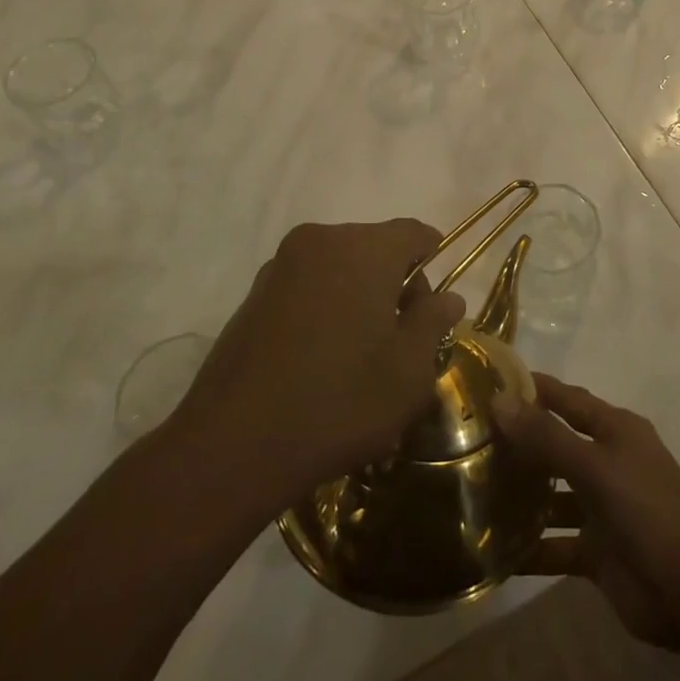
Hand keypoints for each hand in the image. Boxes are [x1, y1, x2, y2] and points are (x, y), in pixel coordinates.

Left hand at [166, 220, 464, 510]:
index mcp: (364, 249)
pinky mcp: (254, 294)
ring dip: (359, 295)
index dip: (433, 260)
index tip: (435, 305)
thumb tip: (448, 298)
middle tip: (402, 337)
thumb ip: (433, 323)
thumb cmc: (338, 403)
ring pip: (340, 266)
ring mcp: (281, 266)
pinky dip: (325, 306)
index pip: (414, 233)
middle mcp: (321, 241)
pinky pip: (308, 285)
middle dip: (395, 282)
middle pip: (376, 247)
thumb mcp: (408, 372)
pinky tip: (321, 358)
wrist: (231, 447)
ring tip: (361, 352)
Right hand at [494, 374, 679, 648]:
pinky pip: (556, 544)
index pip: (568, 399)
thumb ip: (547, 437)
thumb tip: (500, 400)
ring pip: (554, 496)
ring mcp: (603, 508)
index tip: (491, 381)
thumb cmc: (646, 511)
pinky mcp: (597, 551)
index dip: (534, 389)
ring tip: (473, 493)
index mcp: (616, 430)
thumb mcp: (595, 467)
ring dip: (522, 496)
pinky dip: (531, 548)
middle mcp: (609, 462)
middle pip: (557, 445)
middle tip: (469, 440)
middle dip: (520, 444)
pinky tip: (493, 553)